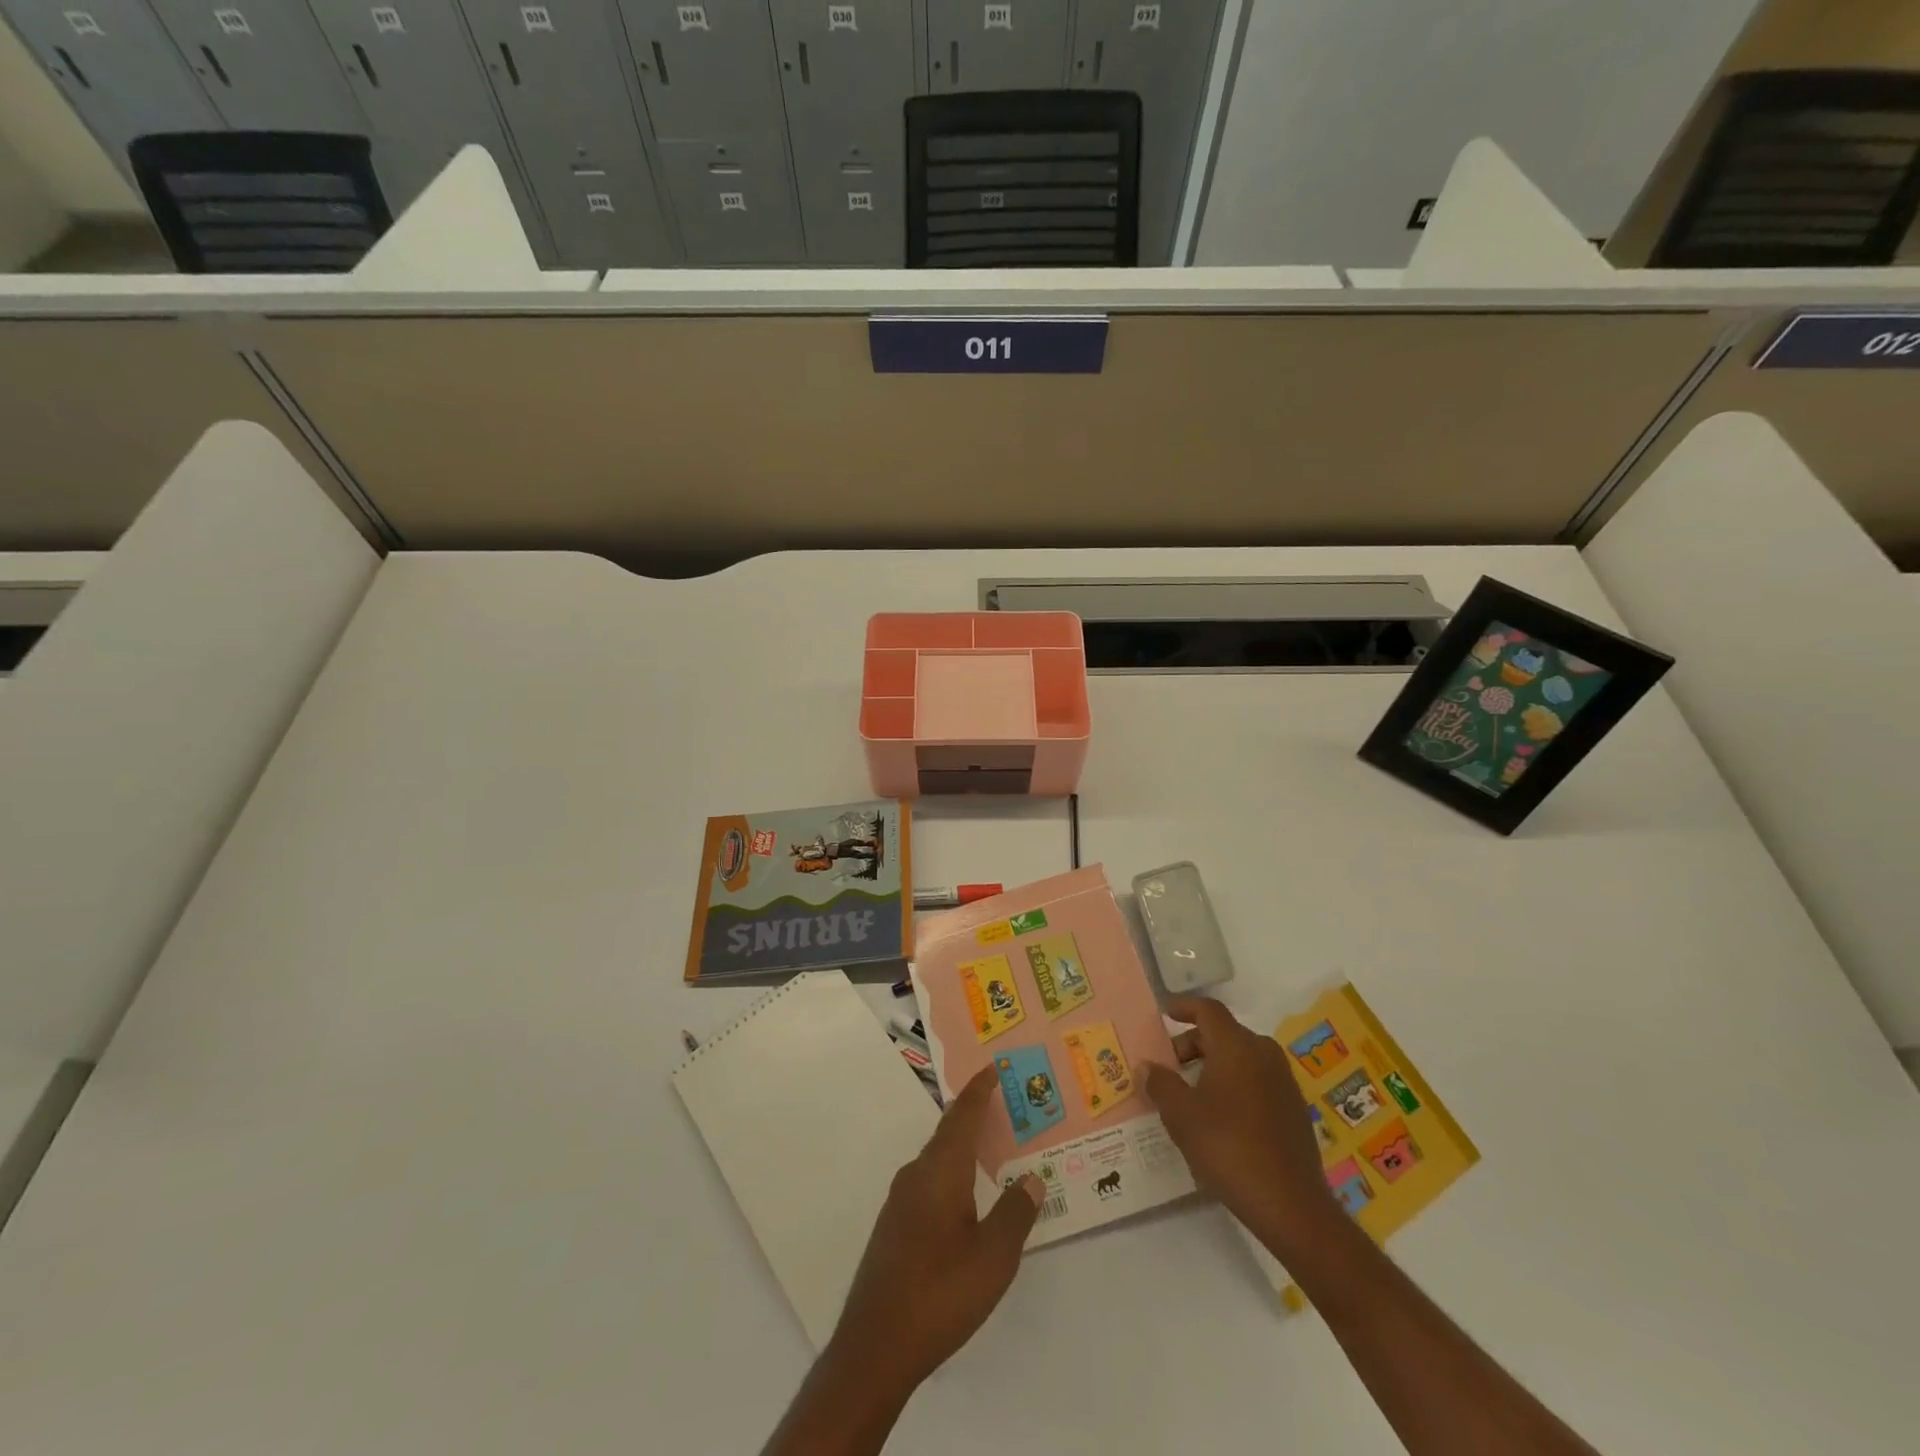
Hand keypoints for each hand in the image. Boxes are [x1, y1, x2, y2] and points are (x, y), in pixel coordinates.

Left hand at [827, 1066, 1044, 1392]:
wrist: (876, 1345)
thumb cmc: (941, 1292)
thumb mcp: (993, 1256)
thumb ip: (1015, 1213)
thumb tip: (1032, 1178)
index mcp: (941, 1171)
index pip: (963, 1116)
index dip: (979, 1090)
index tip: (993, 1067)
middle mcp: (917, 1175)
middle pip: (948, 1132)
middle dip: (974, 1115)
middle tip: (1002, 1104)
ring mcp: (900, 1201)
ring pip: (937, 1158)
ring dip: (962, 1146)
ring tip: (990, 1147)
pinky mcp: (894, 1226)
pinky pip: (929, 1181)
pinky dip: (951, 1172)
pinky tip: (965, 1196)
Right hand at [1142, 996, 1341, 1260]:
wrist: (1290, 1205)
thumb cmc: (1228, 1148)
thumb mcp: (1181, 1115)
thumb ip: (1161, 1084)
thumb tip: (1148, 1066)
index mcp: (1236, 1046)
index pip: (1208, 1009)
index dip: (1184, 1007)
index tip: (1165, 1015)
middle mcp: (1263, 1054)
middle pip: (1224, 1033)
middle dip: (1194, 1044)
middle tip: (1170, 1066)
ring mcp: (1284, 1081)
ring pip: (1242, 1057)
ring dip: (1214, 1065)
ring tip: (1191, 1093)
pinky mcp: (1294, 1109)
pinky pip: (1257, 1080)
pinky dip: (1235, 1084)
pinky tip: (1221, 1116)